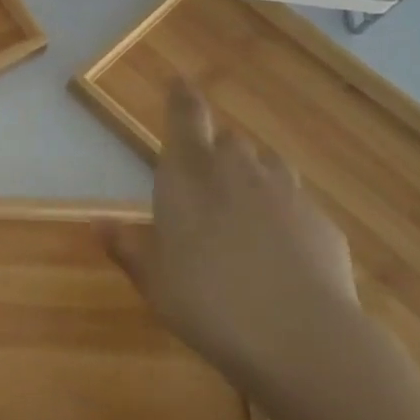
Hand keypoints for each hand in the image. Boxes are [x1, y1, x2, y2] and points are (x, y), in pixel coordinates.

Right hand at [100, 79, 361, 399]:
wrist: (302, 339)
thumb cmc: (207, 301)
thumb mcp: (153, 280)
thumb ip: (128, 248)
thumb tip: (97, 224)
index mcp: (187, 174)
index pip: (186, 117)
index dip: (183, 97)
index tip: (181, 80)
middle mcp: (236, 171)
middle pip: (227, 140)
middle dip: (215, 148)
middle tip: (203, 174)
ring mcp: (285, 194)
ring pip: (266, 165)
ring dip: (252, 174)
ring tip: (243, 203)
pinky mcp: (322, 223)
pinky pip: (298, 203)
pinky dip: (284, 213)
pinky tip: (280, 246)